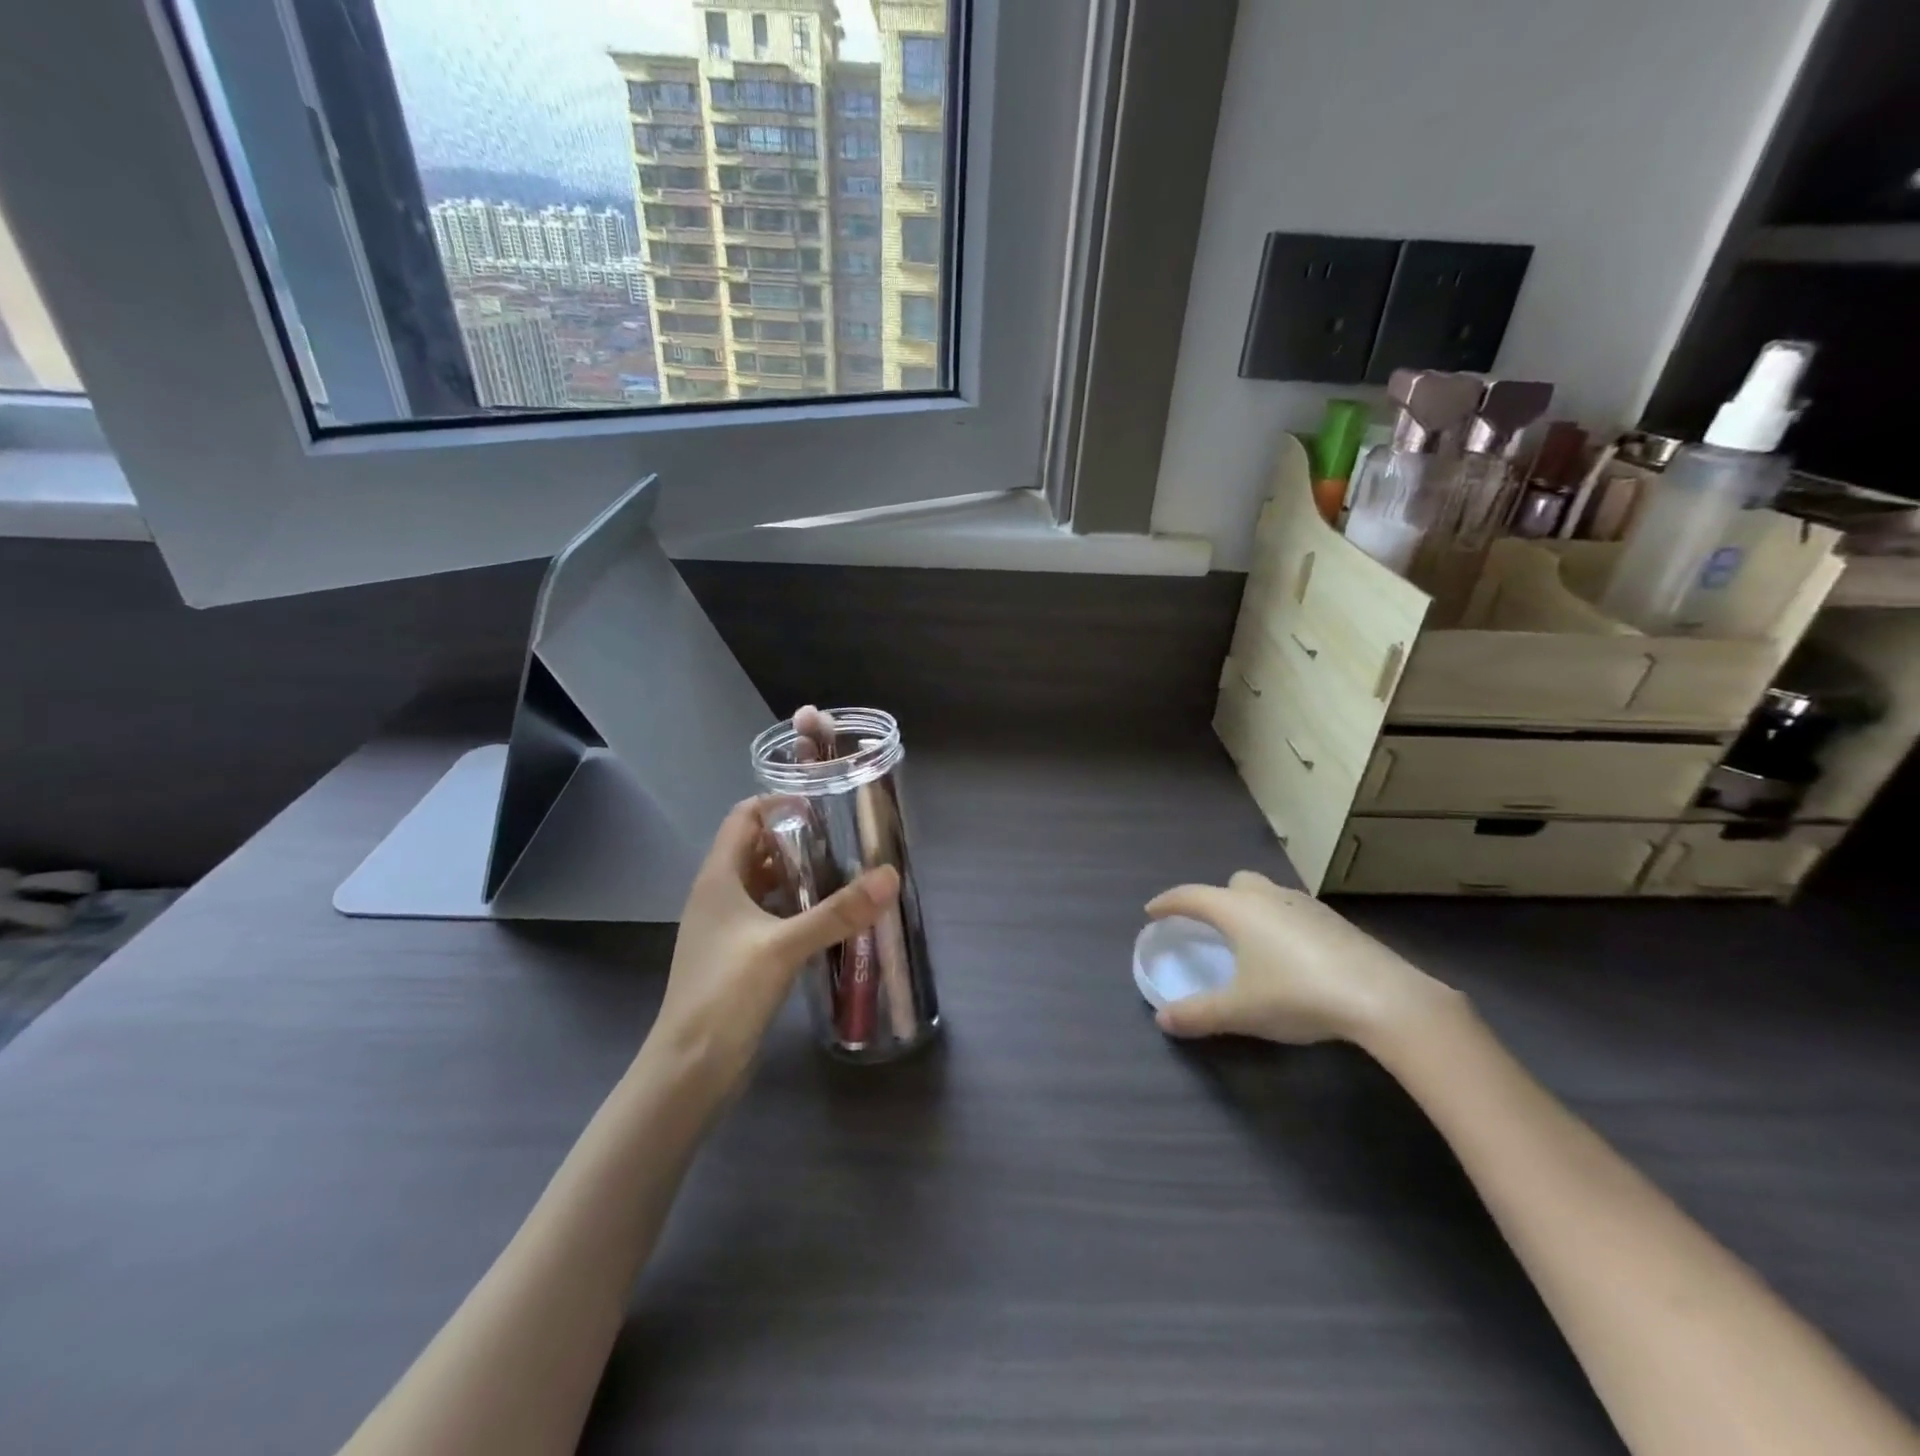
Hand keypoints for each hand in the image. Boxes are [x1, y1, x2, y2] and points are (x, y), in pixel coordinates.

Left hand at [651, 798, 899, 1091]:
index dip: (779, 804)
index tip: (824, 806)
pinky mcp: (738, 957)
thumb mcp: (784, 946)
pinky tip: (828, 920)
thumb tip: (889, 876)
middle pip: (758, 849)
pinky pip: (770, 916)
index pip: (744, 817)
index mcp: (719, 878)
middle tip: (846, 840)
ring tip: (846, 874)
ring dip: (799, 876)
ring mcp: (726, 929)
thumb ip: (837, 911)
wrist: (689, 1070)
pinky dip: (796, 909)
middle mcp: (719, 896)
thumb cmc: (726, 995)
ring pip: (765, 885)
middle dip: (798, 840)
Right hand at [1146, 871, 1456, 1046]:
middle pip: (1234, 883)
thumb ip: (1197, 1014)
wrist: (1381, 997)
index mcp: (1237, 910)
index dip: (1168, 903)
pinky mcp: (1336, 922)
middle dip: (1217, 898)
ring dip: (1252, 908)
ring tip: (1251, 942)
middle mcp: (1268, 898)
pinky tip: (1292, 956)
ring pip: (1268, 894)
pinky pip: (1295, 911)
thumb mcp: (1240, 1011)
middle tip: (1210, 927)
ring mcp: (1305, 906)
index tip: (1152, 911)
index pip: (1191, 896)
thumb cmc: (1297, 995)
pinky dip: (1282, 923)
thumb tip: (1162, 1020)